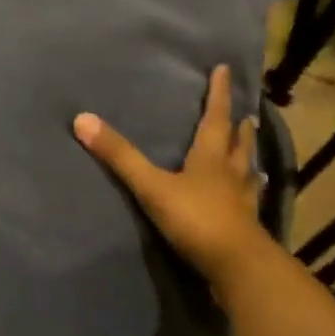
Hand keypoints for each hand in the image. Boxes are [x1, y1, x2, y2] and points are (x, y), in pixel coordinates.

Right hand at [74, 64, 269, 289]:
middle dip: (239, 126)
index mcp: (211, 157)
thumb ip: (120, 156)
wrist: (236, 266)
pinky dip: (249, 192)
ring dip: (247, 156)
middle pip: (238, 143)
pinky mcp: (246, 226)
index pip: (215, 118)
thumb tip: (82, 119)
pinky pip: (249, 201)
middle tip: (247, 114)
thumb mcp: (151, 186)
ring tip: (252, 151)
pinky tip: (251, 196)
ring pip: (246, 171)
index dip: (218, 94)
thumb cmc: (196, 219)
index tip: (224, 69)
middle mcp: (231, 173)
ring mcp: (242, 201)